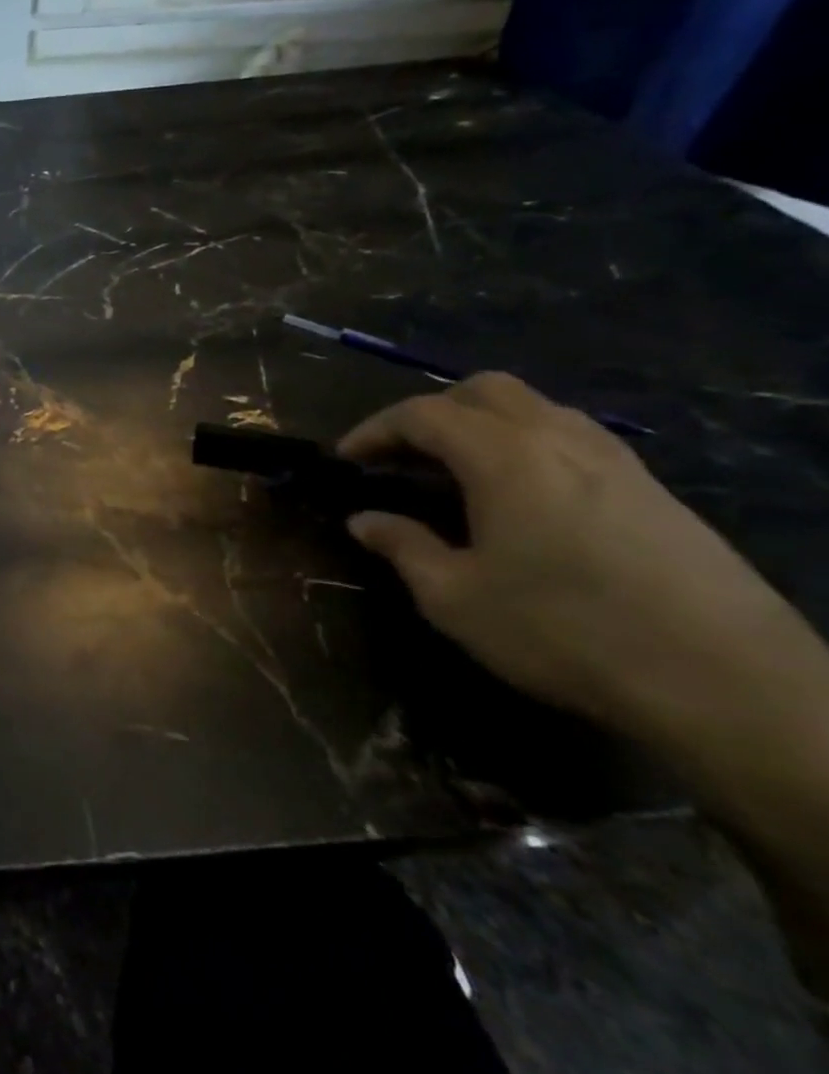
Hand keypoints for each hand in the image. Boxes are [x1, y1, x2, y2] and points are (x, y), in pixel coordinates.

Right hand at [339, 373, 820, 737]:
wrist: (726, 683)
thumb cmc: (563, 631)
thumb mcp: (455, 597)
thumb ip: (403, 547)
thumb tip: (363, 520)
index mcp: (503, 456)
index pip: (422, 414)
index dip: (374, 430)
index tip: (346, 458)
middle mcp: (559, 440)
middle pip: (485, 391)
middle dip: (432, 412)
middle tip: (403, 455)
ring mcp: (616, 460)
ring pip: (536, 409)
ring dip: (483, 425)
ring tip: (456, 472)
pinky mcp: (653, 490)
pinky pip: (574, 438)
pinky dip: (527, 446)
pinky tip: (521, 497)